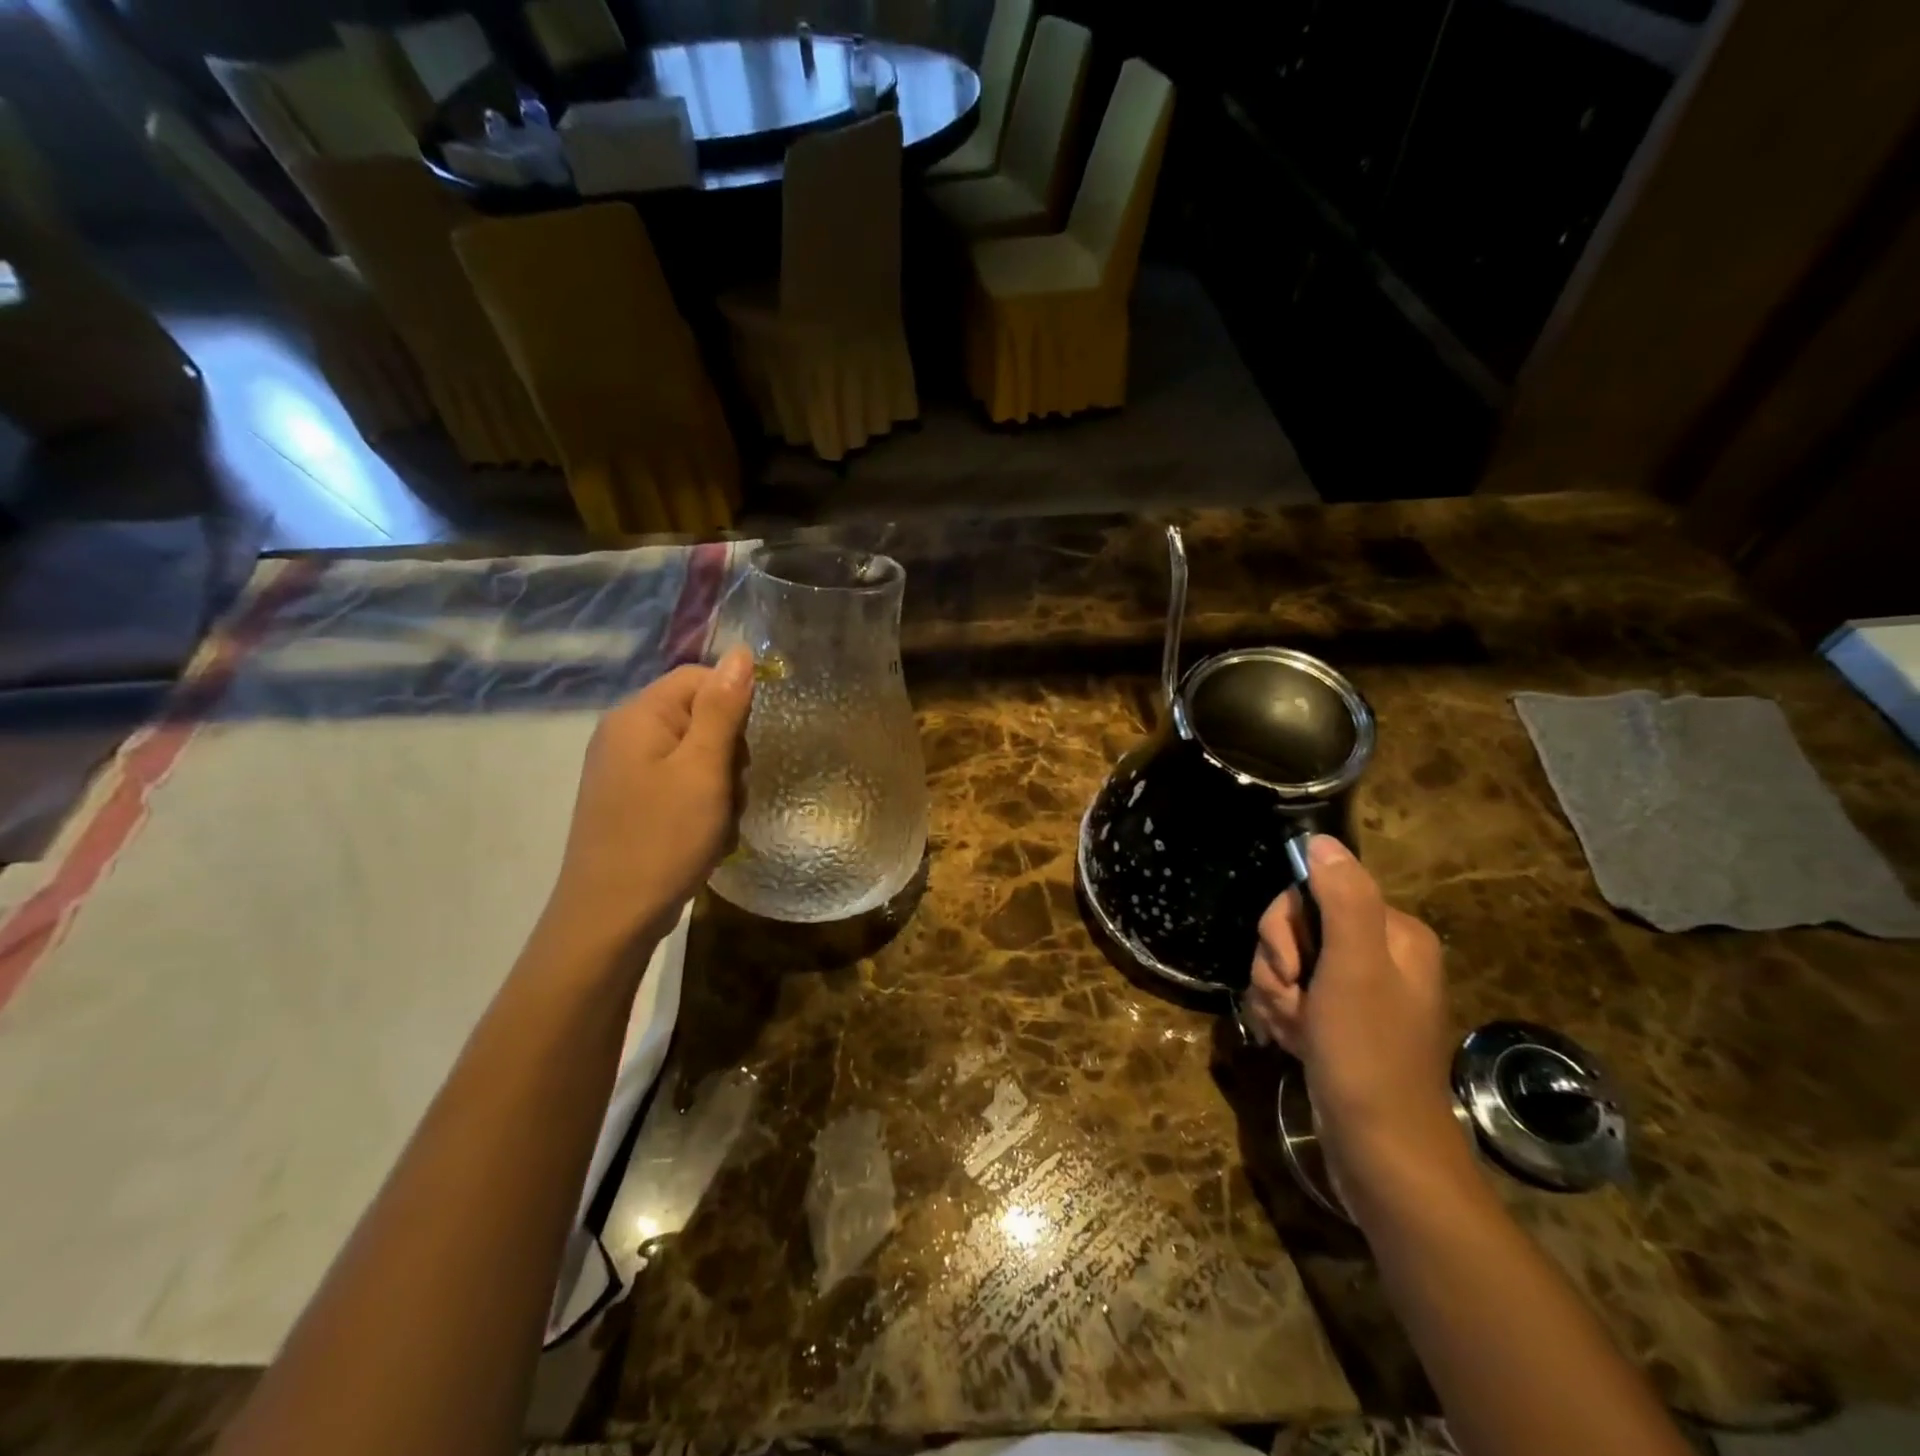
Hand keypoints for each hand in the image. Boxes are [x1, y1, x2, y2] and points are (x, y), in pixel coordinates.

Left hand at [541, 646, 753, 950]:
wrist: (609, 919)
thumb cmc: (662, 838)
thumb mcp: (703, 770)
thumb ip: (723, 709)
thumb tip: (740, 653)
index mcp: (638, 716)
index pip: (699, 678)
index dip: (734, 705)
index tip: (746, 750)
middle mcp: (624, 734)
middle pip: (699, 716)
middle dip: (728, 753)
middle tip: (731, 793)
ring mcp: (624, 771)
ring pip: (695, 756)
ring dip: (719, 785)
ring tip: (719, 823)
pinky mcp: (629, 801)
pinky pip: (679, 784)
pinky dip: (701, 806)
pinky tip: (706, 837)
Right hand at [1243, 835, 1461, 1203]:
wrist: (1380, 1152)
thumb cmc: (1368, 1053)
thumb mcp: (1354, 968)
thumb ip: (1342, 898)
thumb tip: (1322, 841)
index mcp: (1392, 934)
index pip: (1312, 894)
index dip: (1285, 928)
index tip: (1291, 967)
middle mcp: (1377, 955)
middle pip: (1294, 928)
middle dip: (1278, 966)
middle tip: (1293, 1001)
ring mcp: (1355, 991)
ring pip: (1285, 964)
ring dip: (1275, 995)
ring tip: (1294, 1030)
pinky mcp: (1336, 1022)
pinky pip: (1290, 995)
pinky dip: (1281, 1016)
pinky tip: (1292, 1041)